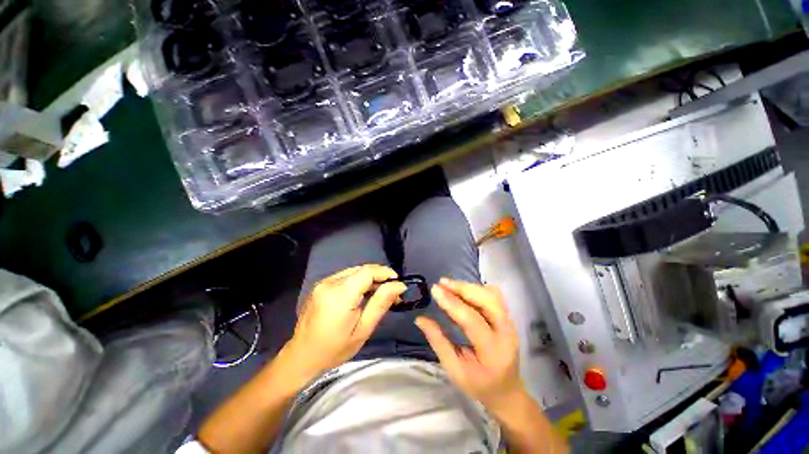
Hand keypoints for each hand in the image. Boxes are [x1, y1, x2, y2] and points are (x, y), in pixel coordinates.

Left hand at [285, 264, 406, 378]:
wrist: (301, 357)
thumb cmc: (334, 349)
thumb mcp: (363, 330)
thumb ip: (380, 304)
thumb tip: (399, 285)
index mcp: (340, 295)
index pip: (367, 272)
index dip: (385, 272)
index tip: (398, 282)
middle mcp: (330, 283)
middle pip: (361, 269)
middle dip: (379, 276)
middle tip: (391, 292)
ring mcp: (323, 283)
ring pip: (354, 271)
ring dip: (369, 278)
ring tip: (379, 293)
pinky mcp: (320, 285)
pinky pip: (345, 276)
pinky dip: (358, 281)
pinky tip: (363, 294)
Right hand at [415, 278, 524, 412]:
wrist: (507, 391)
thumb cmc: (479, 385)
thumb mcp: (454, 370)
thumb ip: (438, 341)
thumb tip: (420, 319)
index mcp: (493, 351)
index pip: (472, 320)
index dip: (452, 303)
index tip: (435, 289)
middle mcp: (506, 333)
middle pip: (488, 300)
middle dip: (463, 288)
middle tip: (442, 283)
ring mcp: (510, 323)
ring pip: (492, 294)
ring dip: (469, 287)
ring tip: (449, 285)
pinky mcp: (508, 318)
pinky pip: (494, 296)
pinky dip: (477, 289)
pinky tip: (464, 291)